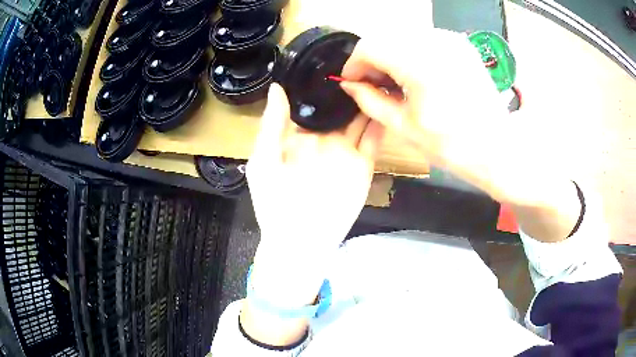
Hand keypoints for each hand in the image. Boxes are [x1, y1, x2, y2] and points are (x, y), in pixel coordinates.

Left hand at [246, 83, 383, 302]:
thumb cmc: (274, 202)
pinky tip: (387, 102)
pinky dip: (381, 122)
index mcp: (300, 136)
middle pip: (341, 108)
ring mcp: (345, 151)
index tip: (332, 60)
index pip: (313, 103)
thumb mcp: (264, 160)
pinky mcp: (362, 164)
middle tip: (363, 62)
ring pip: (360, 119)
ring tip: (378, 75)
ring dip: (368, 100)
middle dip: (350, 87)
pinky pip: (374, 140)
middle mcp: (325, 139)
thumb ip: (271, 125)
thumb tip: (277, 87)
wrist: (300, 240)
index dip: (322, 84)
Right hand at [341, 29, 579, 241]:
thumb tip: (349, 85)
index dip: (354, 63)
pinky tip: (414, 74)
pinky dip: (410, 52)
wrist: (498, 147)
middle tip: (371, 83)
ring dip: (390, 54)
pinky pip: (423, 39)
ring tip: (393, 81)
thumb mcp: (404, 127)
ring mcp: (451, 40)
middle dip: (371, 58)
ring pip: (402, 35)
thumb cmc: (453, 146)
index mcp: (420, 65)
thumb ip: (370, 101)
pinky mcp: (460, 44)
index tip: (352, 82)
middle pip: (385, 36)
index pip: (370, 46)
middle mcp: (435, 43)